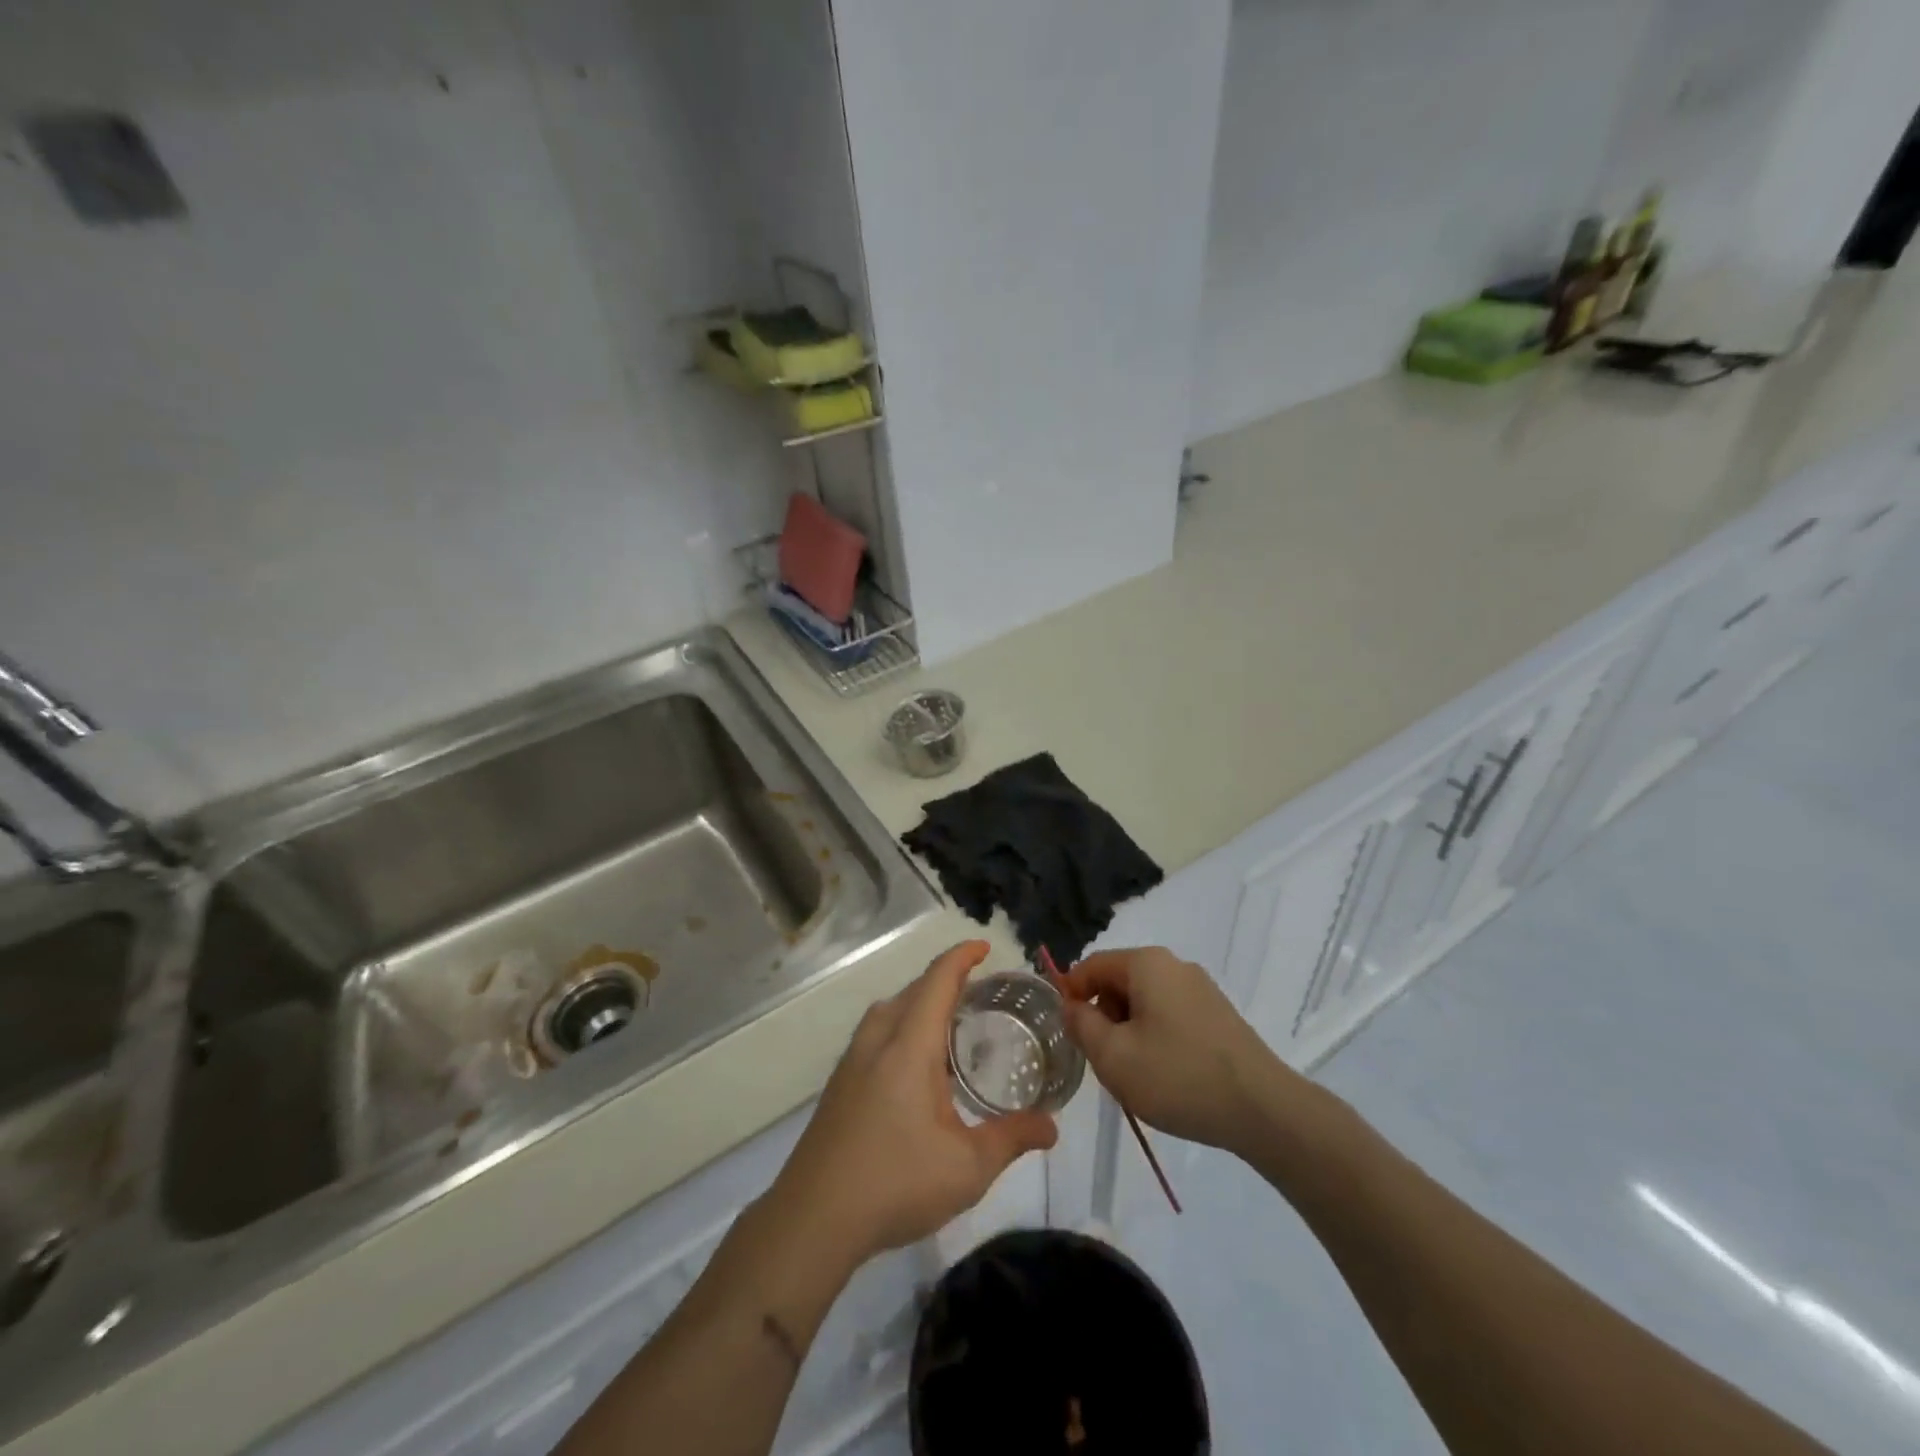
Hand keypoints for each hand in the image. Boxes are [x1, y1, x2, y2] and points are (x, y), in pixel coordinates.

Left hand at [769, 942, 1057, 1269]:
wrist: (812, 1219)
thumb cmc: (895, 1184)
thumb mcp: (967, 1168)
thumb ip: (1012, 1139)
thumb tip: (1052, 1127)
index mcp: (908, 1046)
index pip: (937, 982)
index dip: (961, 957)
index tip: (984, 946)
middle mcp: (877, 1041)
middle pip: (912, 991)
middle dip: (945, 980)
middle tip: (979, 991)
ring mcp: (852, 1062)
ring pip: (888, 1011)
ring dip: (919, 1003)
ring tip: (949, 1023)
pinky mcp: (839, 1084)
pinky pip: (875, 1033)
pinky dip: (901, 1026)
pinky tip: (915, 1066)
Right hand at [1054, 947, 1291, 1152]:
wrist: (1263, 1110)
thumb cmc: (1178, 1076)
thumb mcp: (1113, 1056)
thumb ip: (1082, 1025)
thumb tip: (1071, 1006)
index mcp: (1147, 964)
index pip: (1092, 965)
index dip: (1071, 993)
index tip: (1065, 1030)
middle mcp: (1175, 966)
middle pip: (1120, 981)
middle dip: (1103, 1015)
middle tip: (1100, 1058)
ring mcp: (1201, 990)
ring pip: (1145, 1001)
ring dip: (1129, 1030)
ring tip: (1134, 1073)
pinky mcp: (1219, 1015)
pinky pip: (1171, 1015)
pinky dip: (1156, 1037)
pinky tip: (1165, 1075)